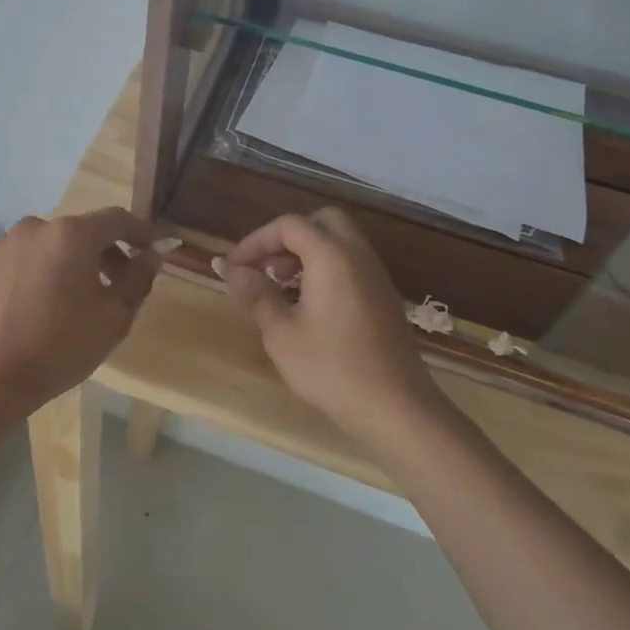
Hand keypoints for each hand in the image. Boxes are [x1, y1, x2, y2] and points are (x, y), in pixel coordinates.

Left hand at [0, 207, 162, 411]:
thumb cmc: (60, 347)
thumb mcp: (114, 318)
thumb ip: (138, 279)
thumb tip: (151, 255)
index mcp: (72, 234)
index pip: (116, 219)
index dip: (139, 231)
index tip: (151, 248)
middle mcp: (36, 226)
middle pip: (80, 230)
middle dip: (103, 251)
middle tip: (116, 282)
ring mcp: (3, 243)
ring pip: (47, 244)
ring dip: (66, 261)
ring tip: (70, 297)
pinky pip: (19, 260)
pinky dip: (34, 272)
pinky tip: (34, 305)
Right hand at [220, 208, 439, 439]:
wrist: (396, 408)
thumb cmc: (332, 368)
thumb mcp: (281, 332)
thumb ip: (257, 294)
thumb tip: (234, 271)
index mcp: (332, 255)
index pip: (289, 225)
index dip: (256, 241)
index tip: (234, 268)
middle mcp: (358, 255)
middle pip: (321, 222)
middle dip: (287, 237)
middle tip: (266, 267)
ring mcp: (376, 275)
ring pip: (339, 242)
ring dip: (307, 253)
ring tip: (281, 287)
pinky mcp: (383, 297)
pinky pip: (351, 264)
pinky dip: (325, 268)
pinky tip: (308, 305)